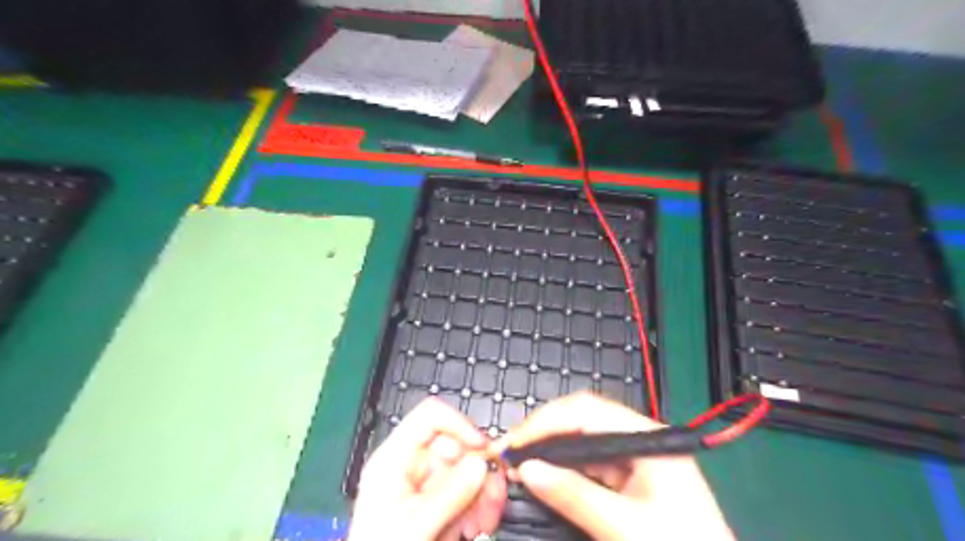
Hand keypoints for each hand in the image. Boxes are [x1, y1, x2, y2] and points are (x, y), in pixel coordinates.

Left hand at [352, 398, 507, 540]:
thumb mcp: (415, 526)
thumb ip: (451, 494)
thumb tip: (482, 462)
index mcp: (393, 459)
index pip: (430, 417)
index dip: (460, 425)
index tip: (483, 448)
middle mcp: (409, 465)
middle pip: (455, 446)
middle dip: (479, 470)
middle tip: (495, 494)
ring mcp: (423, 485)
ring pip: (465, 470)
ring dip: (483, 493)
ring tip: (487, 521)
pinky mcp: (434, 503)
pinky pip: (464, 492)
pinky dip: (477, 506)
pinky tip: (478, 526)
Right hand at [496, 393, 730, 540]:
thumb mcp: (626, 528)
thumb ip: (574, 496)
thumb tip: (528, 470)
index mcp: (648, 437)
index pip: (587, 410)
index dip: (545, 421)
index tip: (514, 442)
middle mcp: (640, 439)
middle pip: (582, 419)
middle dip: (543, 432)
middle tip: (509, 451)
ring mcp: (634, 458)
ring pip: (581, 440)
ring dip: (549, 449)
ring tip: (519, 460)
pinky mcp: (629, 477)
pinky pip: (587, 462)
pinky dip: (562, 467)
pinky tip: (543, 474)